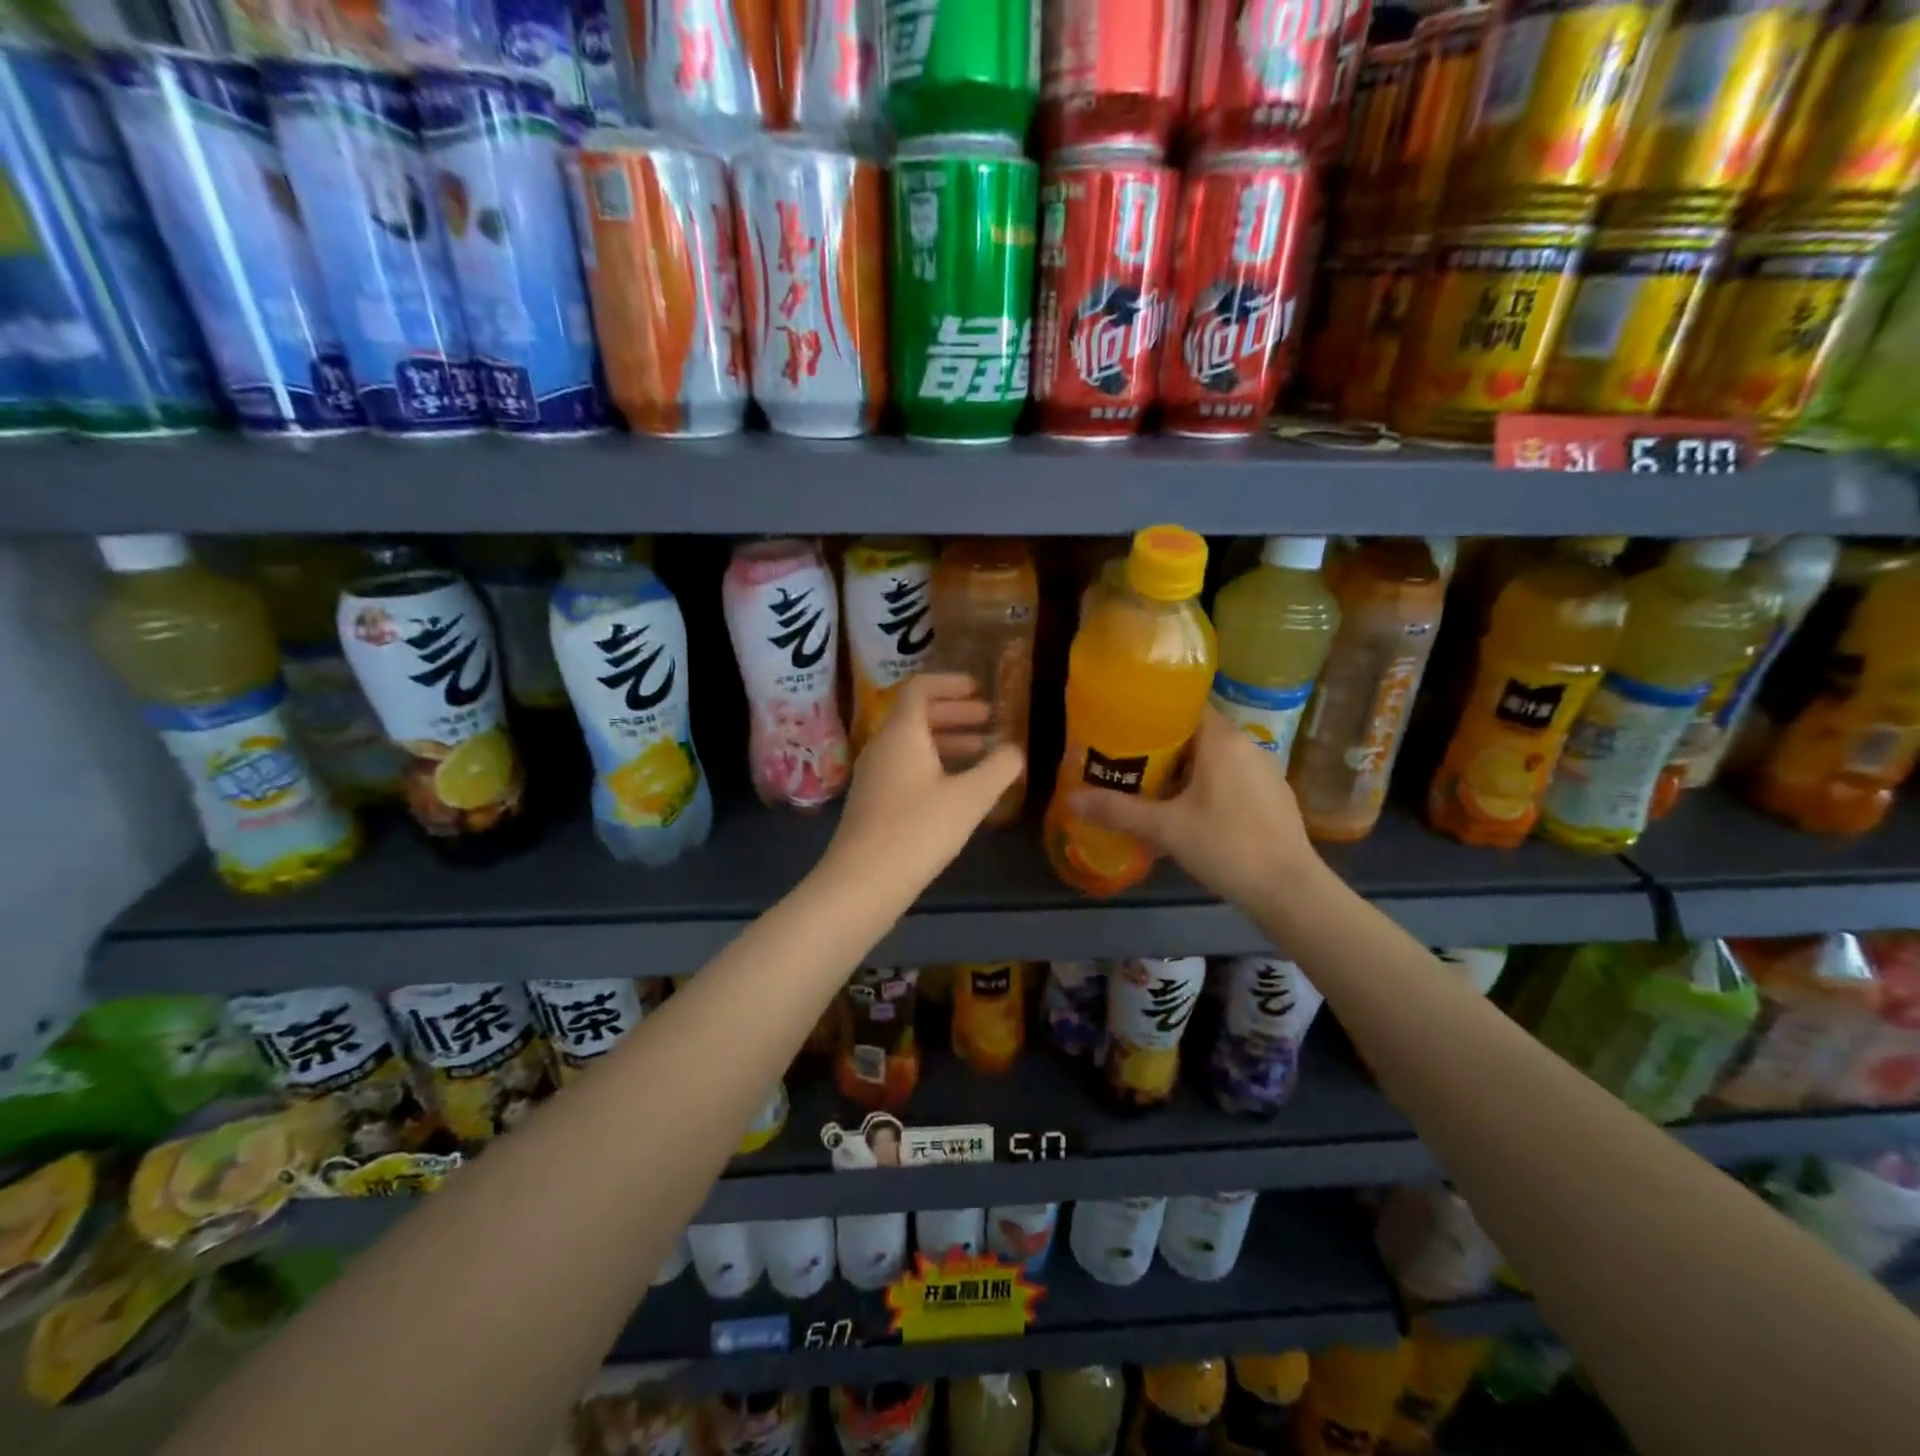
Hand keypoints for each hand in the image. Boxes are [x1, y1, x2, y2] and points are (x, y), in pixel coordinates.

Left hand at [823, 673, 1023, 901]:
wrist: (863, 881)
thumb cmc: (918, 830)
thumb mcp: (970, 798)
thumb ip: (998, 768)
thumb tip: (1015, 750)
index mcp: (902, 733)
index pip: (919, 688)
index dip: (950, 684)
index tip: (979, 689)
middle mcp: (882, 746)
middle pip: (916, 715)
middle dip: (955, 713)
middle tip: (988, 719)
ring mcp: (873, 774)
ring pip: (912, 743)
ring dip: (947, 740)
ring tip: (982, 752)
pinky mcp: (873, 801)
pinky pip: (905, 766)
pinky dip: (933, 764)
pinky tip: (956, 788)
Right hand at [1066, 707, 1319, 910]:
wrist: (1290, 890)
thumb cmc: (1226, 846)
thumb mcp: (1165, 829)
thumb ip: (1117, 811)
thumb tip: (1070, 799)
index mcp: (1221, 739)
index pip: (1184, 704)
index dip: (1152, 711)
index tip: (1122, 724)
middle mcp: (1245, 745)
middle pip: (1195, 731)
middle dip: (1160, 745)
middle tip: (1125, 760)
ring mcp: (1264, 770)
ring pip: (1213, 757)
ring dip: (1183, 768)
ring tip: (1149, 785)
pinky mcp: (1272, 795)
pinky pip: (1230, 777)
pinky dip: (1206, 784)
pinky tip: (1187, 811)